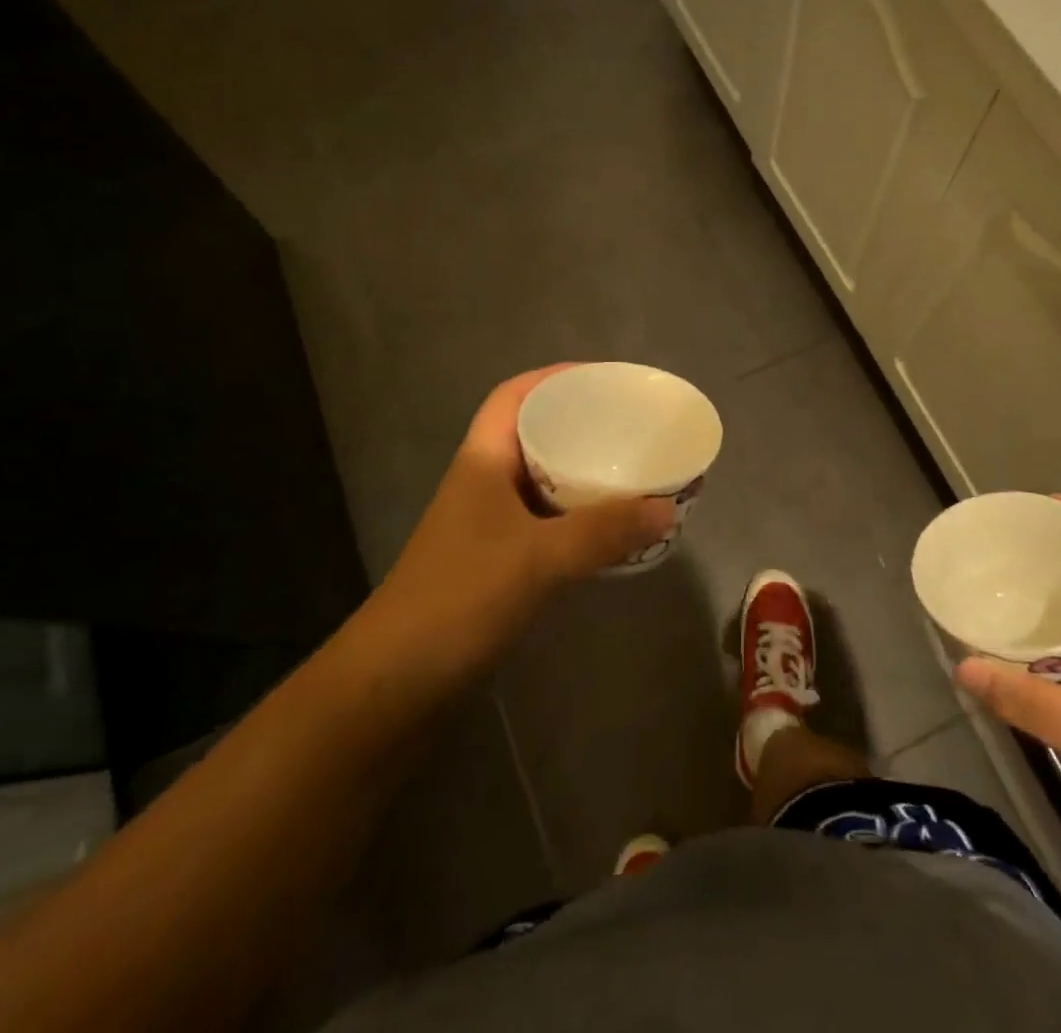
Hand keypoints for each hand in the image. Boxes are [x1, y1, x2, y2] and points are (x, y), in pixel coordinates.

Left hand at [370, 366, 673, 667]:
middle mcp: (483, 482)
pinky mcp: (495, 560)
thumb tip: (666, 508)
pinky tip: (608, 528)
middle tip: (629, 426)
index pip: (514, 396)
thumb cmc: (460, 598)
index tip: (602, 379)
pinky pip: (545, 520)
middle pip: (533, 434)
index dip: (554, 378)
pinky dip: (576, 516)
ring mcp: (487, 523)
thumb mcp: (539, 558)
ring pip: (541, 480)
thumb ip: (604, 532)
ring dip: (581, 473)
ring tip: (630, 470)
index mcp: (482, 460)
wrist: (394, 681)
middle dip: (579, 424)